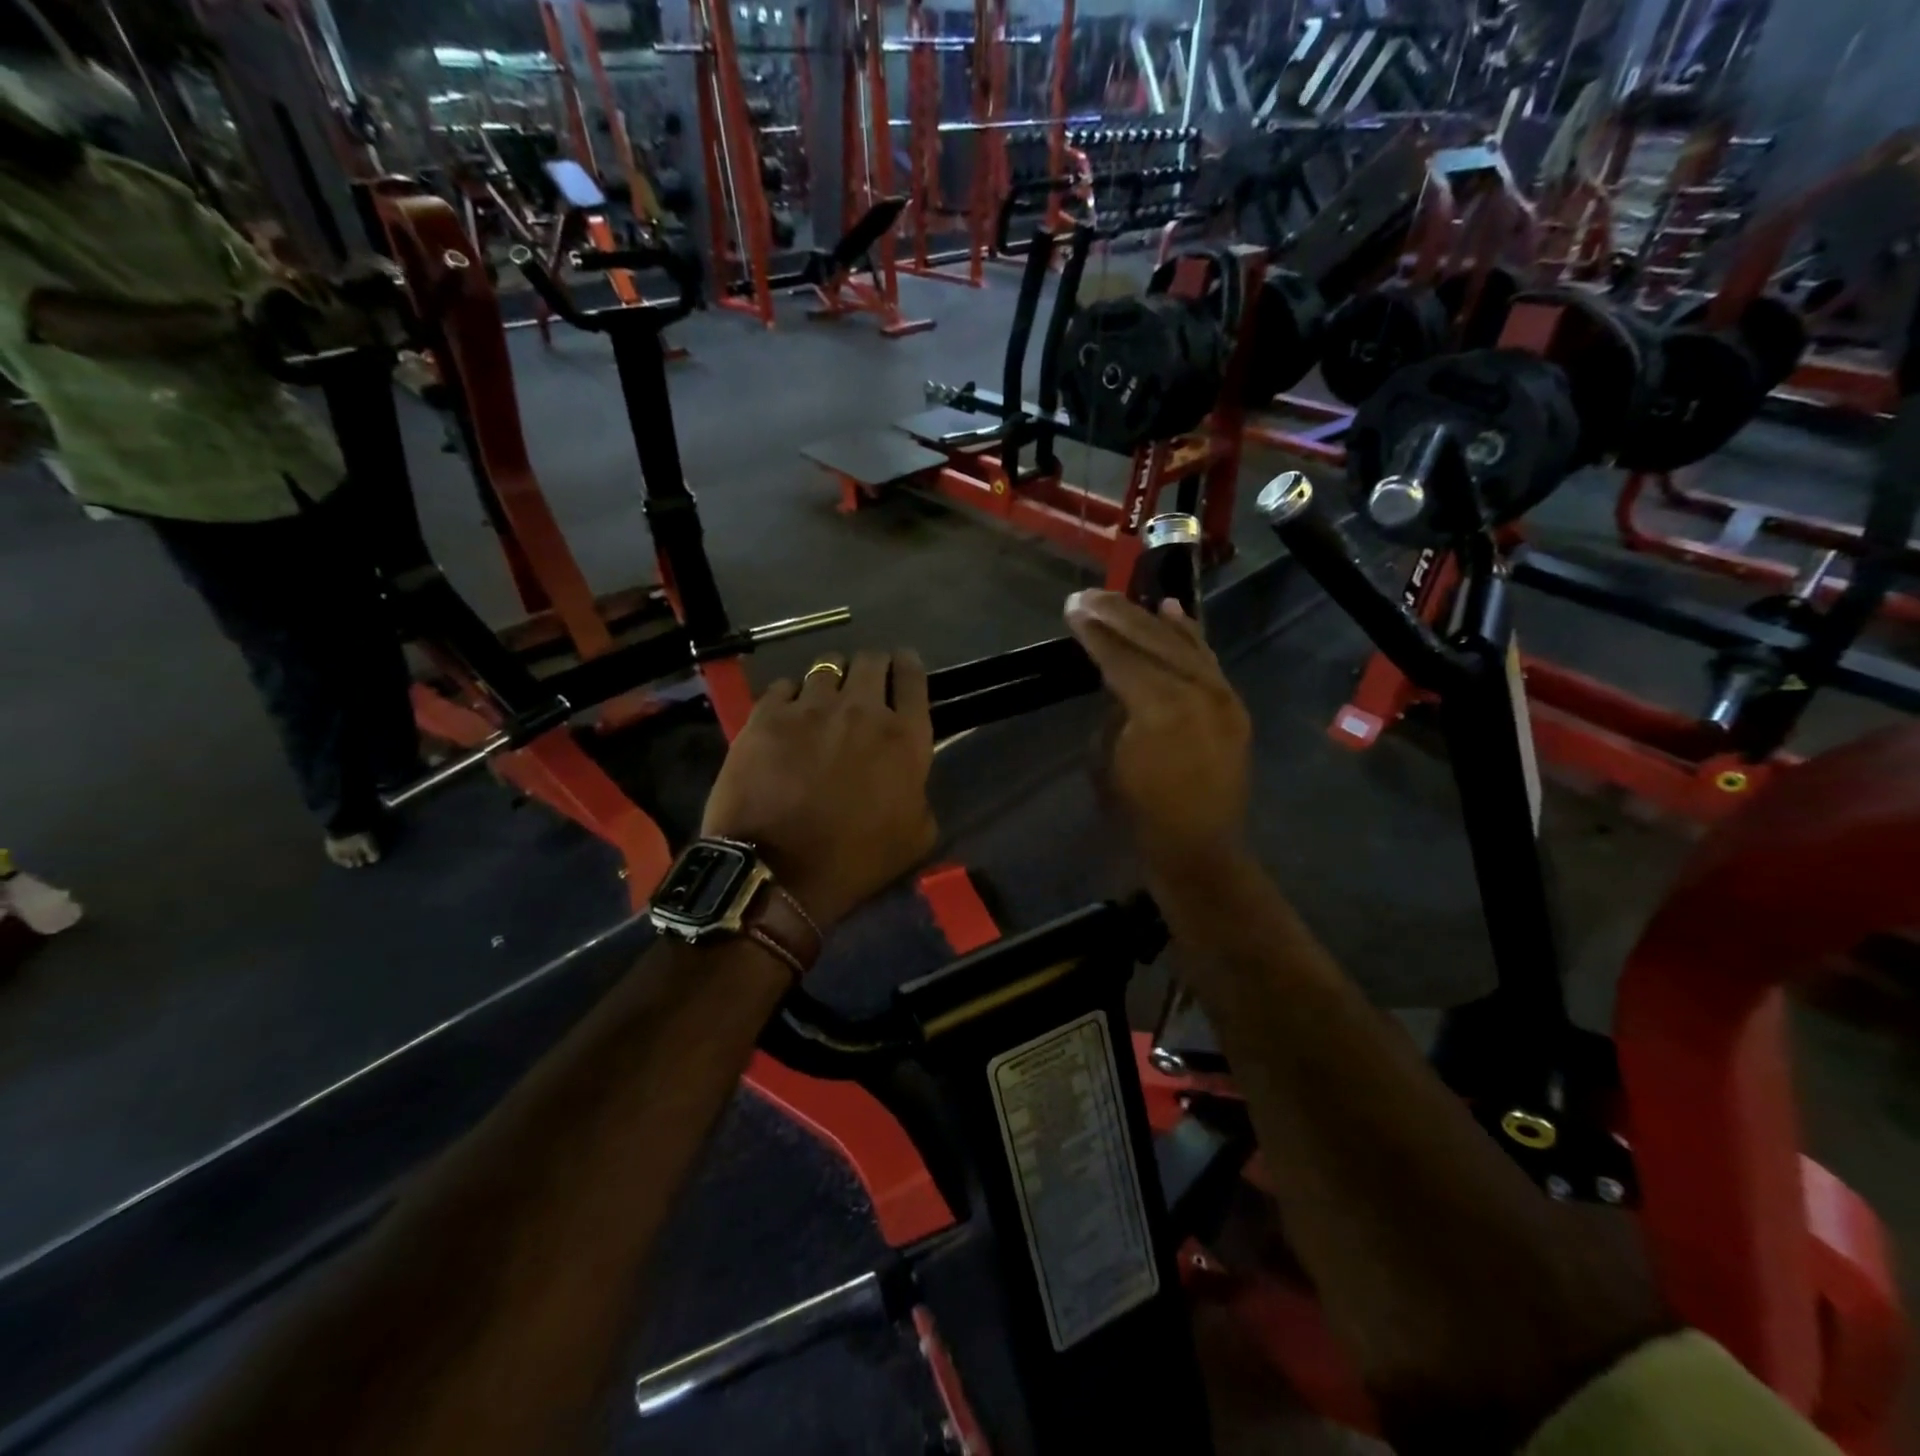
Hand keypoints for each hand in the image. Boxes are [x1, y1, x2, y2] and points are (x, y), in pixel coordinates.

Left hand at [702, 650, 937, 929]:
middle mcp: (862, 710)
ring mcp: (810, 708)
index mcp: (905, 738)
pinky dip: (791, 695)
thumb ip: (920, 794)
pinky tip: (788, 713)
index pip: (913, 679)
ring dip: (832, 678)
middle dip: (872, 666)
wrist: (777, 873)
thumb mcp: (916, 838)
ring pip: (826, 666)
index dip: (909, 667)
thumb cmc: (853, 862)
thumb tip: (908, 781)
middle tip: (865, 683)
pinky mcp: (767, 715)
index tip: (903, 666)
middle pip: (871, 661)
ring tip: (824, 696)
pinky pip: (783, 686)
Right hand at [1064, 590, 1251, 866]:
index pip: (1121, 657)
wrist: (1198, 849)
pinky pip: (1208, 660)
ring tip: (1119, 598)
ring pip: (1183, 644)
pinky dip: (1188, 634)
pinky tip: (1172, 611)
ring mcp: (1221, 696)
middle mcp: (1196, 692)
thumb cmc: (1139, 813)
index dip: (1095, 632)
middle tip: (1087, 596)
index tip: (1073, 608)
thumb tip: (1119, 683)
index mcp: (1159, 708)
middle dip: (1117, 615)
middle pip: (1152, 640)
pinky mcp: (1232, 706)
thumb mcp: (1108, 760)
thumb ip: (1116, 711)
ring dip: (1148, 619)